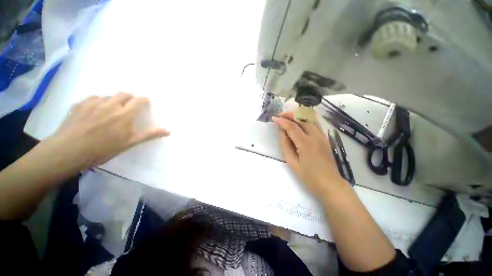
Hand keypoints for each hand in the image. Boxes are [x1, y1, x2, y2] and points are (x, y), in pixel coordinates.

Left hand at [50, 93, 169, 168]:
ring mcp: (94, 103)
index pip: (139, 100)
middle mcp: (111, 104)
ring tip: (111, 109)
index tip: (146, 102)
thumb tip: (169, 130)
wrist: (69, 151)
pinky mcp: (80, 104)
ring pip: (108, 96)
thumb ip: (150, 134)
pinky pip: (92, 98)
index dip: (144, 100)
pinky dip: (98, 102)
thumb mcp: (130, 142)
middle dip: (129, 97)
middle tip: (129, 105)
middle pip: (123, 94)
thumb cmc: (104, 148)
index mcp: (125, 114)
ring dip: (113, 100)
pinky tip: (94, 111)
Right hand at [272, 111, 344, 198]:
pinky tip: (299, 123)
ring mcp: (322, 136)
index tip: (274, 118)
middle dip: (290, 114)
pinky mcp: (325, 138)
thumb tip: (281, 132)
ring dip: (298, 116)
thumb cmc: (308, 176)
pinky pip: (315, 124)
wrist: (330, 184)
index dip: (282, 121)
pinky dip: (305, 120)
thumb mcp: (292, 162)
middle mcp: (315, 136)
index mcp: (305, 143)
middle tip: (280, 115)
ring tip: (288, 117)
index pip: (291, 126)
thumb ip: (285, 145)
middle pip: (302, 118)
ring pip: (309, 119)